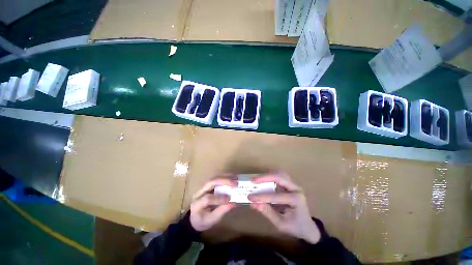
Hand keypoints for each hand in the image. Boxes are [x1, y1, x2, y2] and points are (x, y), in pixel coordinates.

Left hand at [190, 178, 236, 231]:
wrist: (194, 217)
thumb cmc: (202, 221)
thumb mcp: (211, 220)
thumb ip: (221, 211)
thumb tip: (233, 203)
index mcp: (197, 203)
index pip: (208, 198)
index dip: (219, 198)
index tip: (230, 199)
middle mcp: (199, 192)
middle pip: (210, 182)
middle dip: (224, 181)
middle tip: (235, 183)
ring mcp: (203, 187)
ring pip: (214, 178)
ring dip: (226, 177)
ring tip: (236, 178)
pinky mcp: (208, 185)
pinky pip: (217, 178)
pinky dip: (225, 177)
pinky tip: (232, 177)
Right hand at [248, 173, 320, 243]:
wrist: (308, 226)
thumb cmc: (295, 227)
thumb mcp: (280, 223)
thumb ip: (267, 212)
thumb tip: (253, 203)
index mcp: (295, 200)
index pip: (275, 196)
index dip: (261, 196)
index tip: (249, 197)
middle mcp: (296, 189)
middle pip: (279, 177)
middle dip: (265, 178)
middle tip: (253, 180)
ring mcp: (294, 185)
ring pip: (280, 174)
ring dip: (268, 175)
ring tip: (257, 179)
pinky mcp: (291, 184)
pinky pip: (280, 176)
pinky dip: (271, 176)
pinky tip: (264, 179)